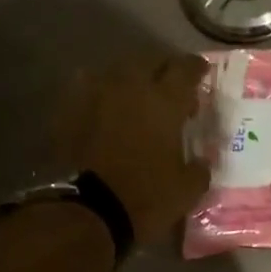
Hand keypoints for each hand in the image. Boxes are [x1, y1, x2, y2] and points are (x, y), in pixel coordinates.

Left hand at [68, 53, 211, 245]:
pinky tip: (107, 111)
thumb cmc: (146, 198)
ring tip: (137, 98)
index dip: (196, 68)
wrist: (89, 211)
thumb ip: (199, 168)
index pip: (185, 69)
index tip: (202, 71)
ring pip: (117, 71)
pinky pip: (90, 90)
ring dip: (131, 80)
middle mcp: (130, 86)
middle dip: (162, 68)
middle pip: (148, 60)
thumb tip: (201, 162)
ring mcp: (95, 94)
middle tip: (170, 86)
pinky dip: (104, 96)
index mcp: (164, 101)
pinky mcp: (69, 110)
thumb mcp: (187, 190)